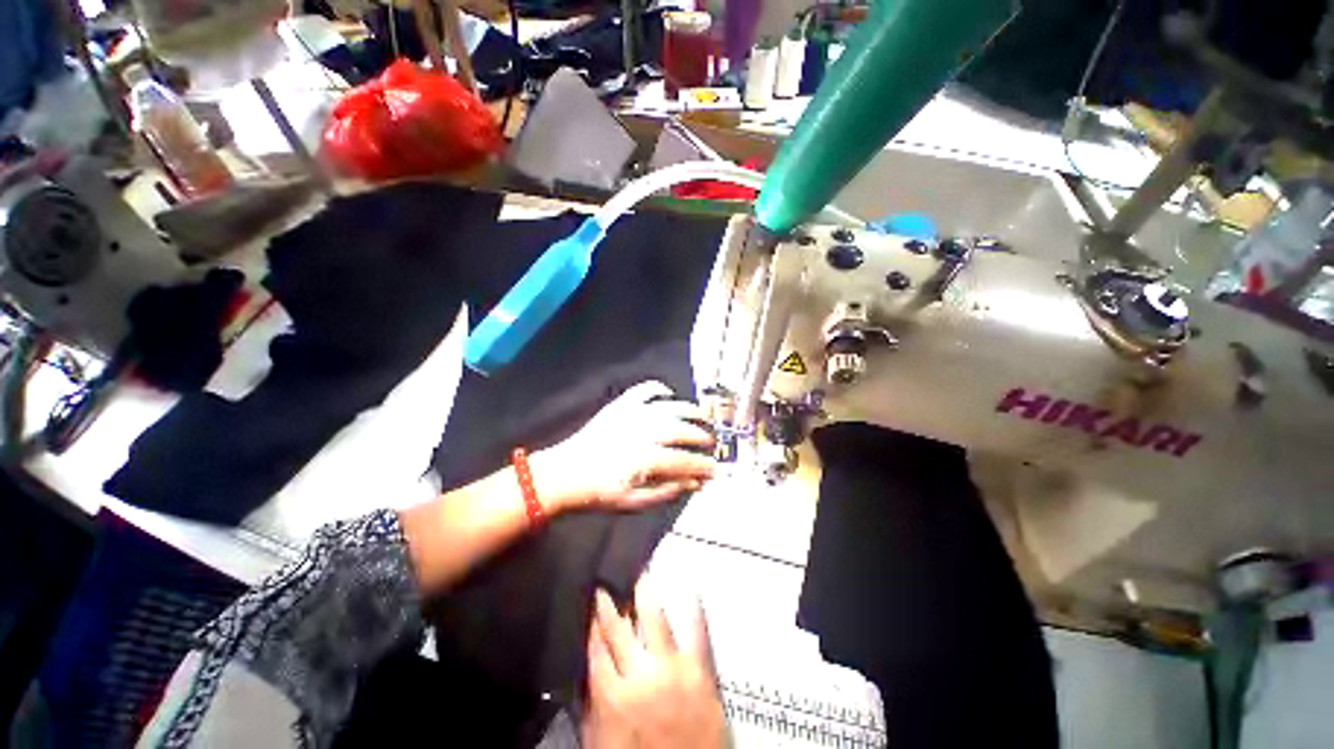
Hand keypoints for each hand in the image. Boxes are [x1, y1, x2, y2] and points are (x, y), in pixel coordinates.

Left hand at [532, 381, 716, 511]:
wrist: (565, 473)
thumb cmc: (600, 492)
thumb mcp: (635, 501)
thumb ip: (667, 490)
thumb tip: (694, 483)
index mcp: (647, 458)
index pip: (685, 461)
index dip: (704, 466)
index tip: (715, 470)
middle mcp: (643, 432)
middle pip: (682, 430)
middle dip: (701, 437)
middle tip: (710, 443)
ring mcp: (632, 414)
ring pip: (669, 407)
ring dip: (689, 410)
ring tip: (700, 415)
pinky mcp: (620, 405)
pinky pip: (644, 390)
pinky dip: (658, 389)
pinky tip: (667, 394)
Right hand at [582, 583, 726, 748]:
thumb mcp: (601, 741)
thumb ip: (592, 705)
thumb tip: (584, 670)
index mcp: (612, 696)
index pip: (596, 647)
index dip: (592, 622)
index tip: (591, 598)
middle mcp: (639, 675)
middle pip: (619, 628)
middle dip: (611, 602)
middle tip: (607, 580)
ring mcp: (672, 668)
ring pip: (654, 618)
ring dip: (645, 593)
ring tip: (640, 573)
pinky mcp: (700, 670)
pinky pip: (697, 631)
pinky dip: (694, 609)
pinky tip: (690, 589)